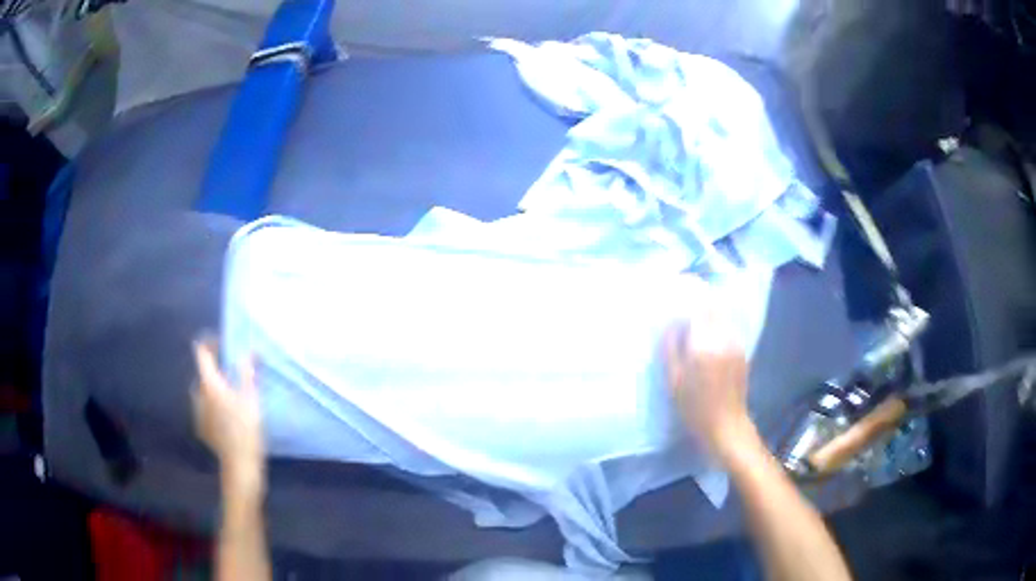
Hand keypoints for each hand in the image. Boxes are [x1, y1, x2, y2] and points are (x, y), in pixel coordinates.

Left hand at [191, 340, 264, 491]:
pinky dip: (214, 405)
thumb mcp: (251, 399)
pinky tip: (228, 416)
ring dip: (215, 388)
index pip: (201, 351)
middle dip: (217, 369)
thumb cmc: (246, 429)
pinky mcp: (201, 427)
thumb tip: (249, 350)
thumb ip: (247, 372)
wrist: (239, 465)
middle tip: (235, 373)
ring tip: (233, 396)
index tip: (225, 343)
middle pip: (204, 372)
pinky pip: (205, 408)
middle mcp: (198, 394)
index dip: (211, 342)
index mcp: (208, 383)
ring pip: (204, 391)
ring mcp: (197, 412)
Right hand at [663, 285, 756, 459]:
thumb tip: (669, 323)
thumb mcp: (674, 381)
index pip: (698, 305)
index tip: (675, 286)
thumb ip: (671, 347)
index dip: (687, 292)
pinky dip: (716, 321)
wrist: (727, 426)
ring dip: (708, 308)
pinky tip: (706, 330)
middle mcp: (723, 337)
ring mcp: (735, 343)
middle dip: (698, 296)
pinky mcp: (741, 350)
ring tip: (693, 311)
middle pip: (712, 304)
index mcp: (703, 344)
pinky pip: (727, 326)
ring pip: (722, 314)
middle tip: (683, 295)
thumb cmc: (694, 408)